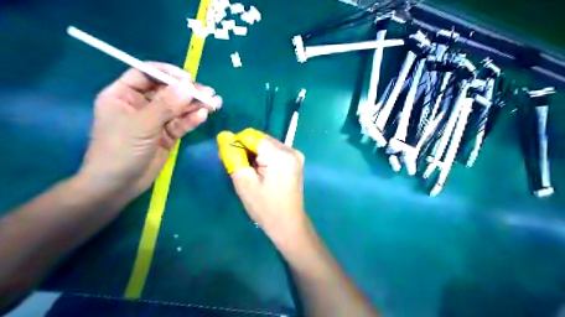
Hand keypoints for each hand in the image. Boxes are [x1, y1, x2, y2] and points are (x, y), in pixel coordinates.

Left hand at [77, 61, 222, 200]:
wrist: (118, 185)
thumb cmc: (120, 150)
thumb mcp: (142, 125)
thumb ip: (166, 105)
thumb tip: (188, 86)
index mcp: (124, 95)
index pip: (146, 74)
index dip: (167, 74)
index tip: (188, 78)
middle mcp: (141, 105)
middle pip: (167, 92)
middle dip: (188, 91)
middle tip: (209, 92)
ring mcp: (156, 121)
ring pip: (178, 108)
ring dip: (196, 105)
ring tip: (215, 102)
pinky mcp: (167, 135)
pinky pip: (181, 124)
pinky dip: (192, 120)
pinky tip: (203, 116)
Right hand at [217, 128, 308, 247]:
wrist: (288, 224)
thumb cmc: (265, 208)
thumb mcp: (244, 183)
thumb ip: (233, 157)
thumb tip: (224, 135)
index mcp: (280, 155)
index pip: (251, 136)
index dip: (237, 144)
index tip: (232, 161)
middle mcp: (290, 149)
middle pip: (259, 139)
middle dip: (246, 149)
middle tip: (240, 169)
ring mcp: (295, 154)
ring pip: (265, 144)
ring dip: (254, 154)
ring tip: (251, 173)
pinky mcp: (295, 159)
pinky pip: (273, 150)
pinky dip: (263, 157)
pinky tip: (261, 172)